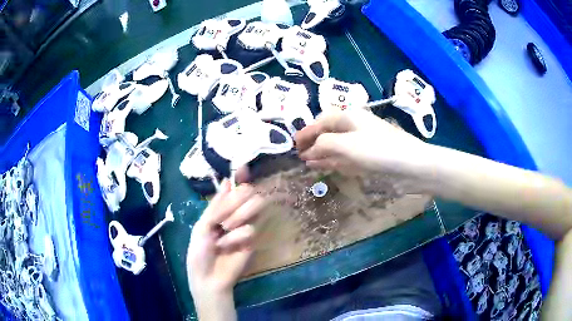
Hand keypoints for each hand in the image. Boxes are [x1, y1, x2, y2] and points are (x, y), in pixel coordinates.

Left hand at [187, 178, 265, 319]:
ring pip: (255, 205)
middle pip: (248, 192)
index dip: (239, 177)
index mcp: (219, 210)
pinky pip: (250, 228)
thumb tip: (227, 181)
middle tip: (223, 215)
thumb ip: (216, 205)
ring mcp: (245, 226)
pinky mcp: (253, 240)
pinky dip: (236, 237)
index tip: (243, 167)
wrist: (207, 277)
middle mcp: (234, 214)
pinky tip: (228, 246)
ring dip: (237, 215)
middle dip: (237, 200)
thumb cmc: (199, 252)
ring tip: (225, 229)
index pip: (233, 189)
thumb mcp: (202, 226)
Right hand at [296, 109, 428, 192]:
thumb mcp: (345, 145)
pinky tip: (326, 167)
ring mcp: (363, 143)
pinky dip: (335, 162)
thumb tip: (308, 152)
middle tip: (299, 155)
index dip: (306, 132)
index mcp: (349, 117)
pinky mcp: (369, 158)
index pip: (321, 121)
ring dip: (322, 153)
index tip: (293, 144)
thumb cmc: (378, 151)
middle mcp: (355, 127)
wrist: (411, 166)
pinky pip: (346, 158)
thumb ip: (323, 145)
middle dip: (313, 143)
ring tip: (308, 162)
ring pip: (337, 146)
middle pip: (329, 132)